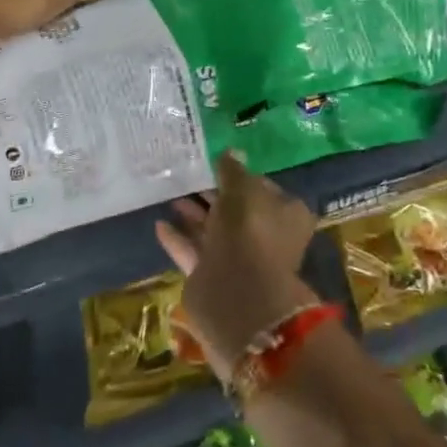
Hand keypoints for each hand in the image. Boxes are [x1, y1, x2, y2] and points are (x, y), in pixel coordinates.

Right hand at [156, 153, 318, 378]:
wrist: (238, 294)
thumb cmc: (249, 230)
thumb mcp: (242, 189)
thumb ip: (233, 170)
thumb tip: (230, 152)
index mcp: (286, 214)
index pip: (262, 188)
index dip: (240, 176)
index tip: (216, 166)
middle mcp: (266, 237)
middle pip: (236, 211)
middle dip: (212, 196)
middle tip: (187, 179)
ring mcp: (240, 260)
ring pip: (214, 231)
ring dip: (194, 215)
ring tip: (171, 197)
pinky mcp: (215, 279)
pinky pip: (195, 252)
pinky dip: (179, 239)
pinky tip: (160, 224)